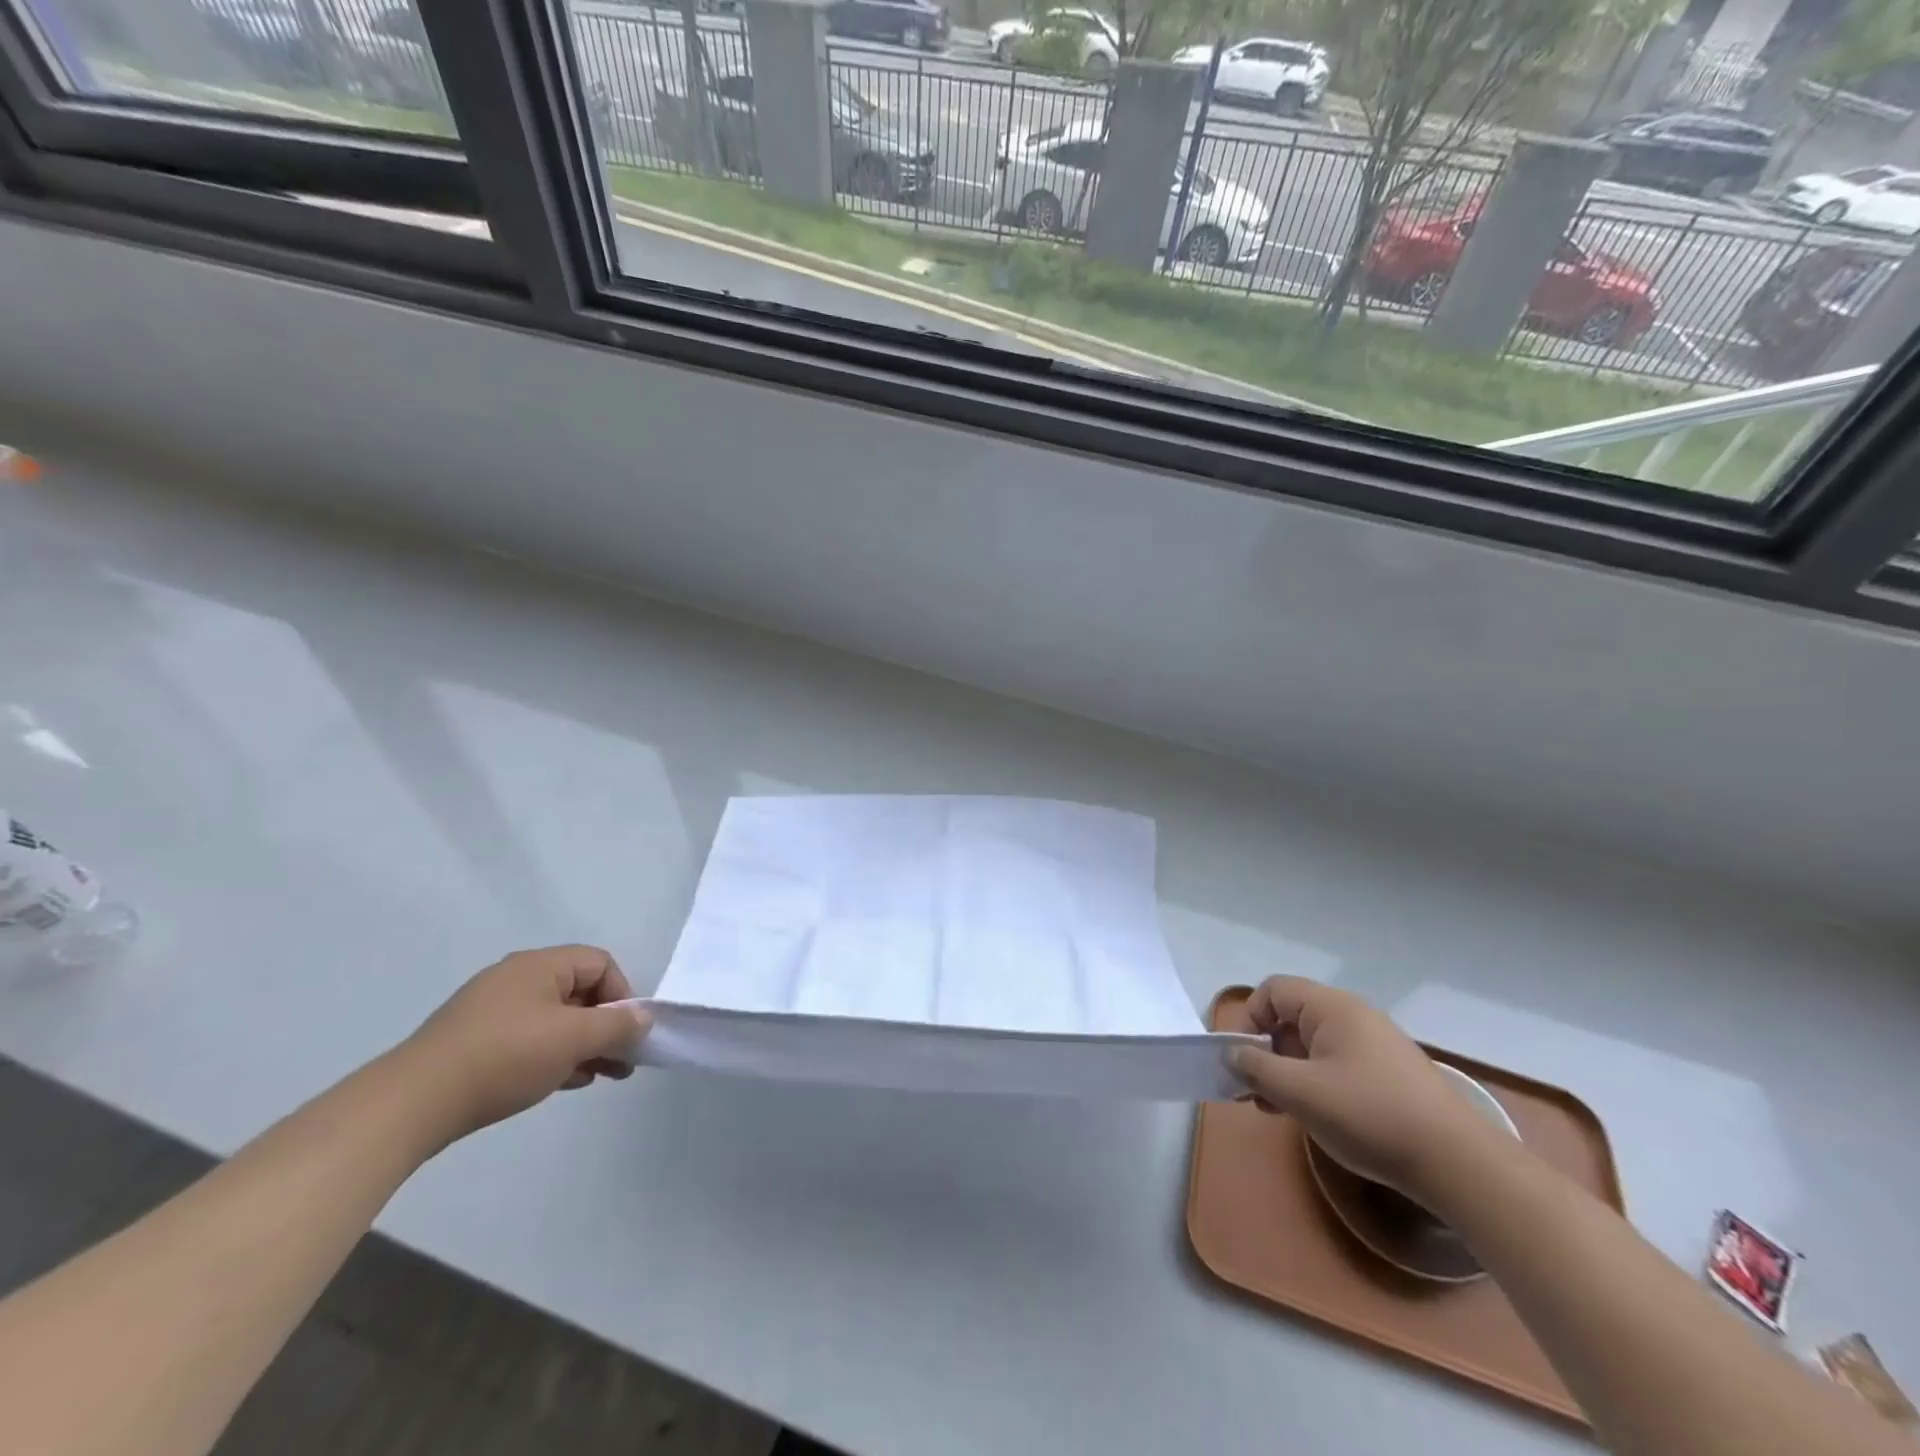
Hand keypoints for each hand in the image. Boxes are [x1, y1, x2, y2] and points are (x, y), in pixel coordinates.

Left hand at [398, 946, 651, 1144]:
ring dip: (583, 1043)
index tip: (627, 1033)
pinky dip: (553, 1054)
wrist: (412, 1104)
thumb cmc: (505, 1057)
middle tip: (622, 1060)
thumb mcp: (573, 1039)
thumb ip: (617, 1026)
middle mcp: (516, 978)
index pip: (600, 963)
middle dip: (606, 1024)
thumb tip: (644, 1018)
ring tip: (600, 1075)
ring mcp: (491, 1010)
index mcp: (539, 965)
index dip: (622, 994)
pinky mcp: (474, 1041)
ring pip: (555, 1018)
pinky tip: (564, 1081)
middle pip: (579, 990)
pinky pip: (529, 1037)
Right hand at [1224, 976, 1500, 1200]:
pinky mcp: (1389, 1074)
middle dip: (1265, 1051)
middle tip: (1255, 1092)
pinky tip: (1315, 1117)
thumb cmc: (1369, 1115)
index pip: (1273, 991)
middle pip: (1291, 1018)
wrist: (1457, 1163)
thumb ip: (1256, 1067)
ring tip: (1279, 1110)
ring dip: (1287, 1071)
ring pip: (1312, 1045)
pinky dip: (1315, 1083)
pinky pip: (1336, 1064)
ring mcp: (1375, 1045)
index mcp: (1332, 1007)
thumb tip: (1233, 1054)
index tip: (1242, 1060)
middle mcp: (1353, 1016)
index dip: (1249, 1019)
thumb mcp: (1300, 1092)